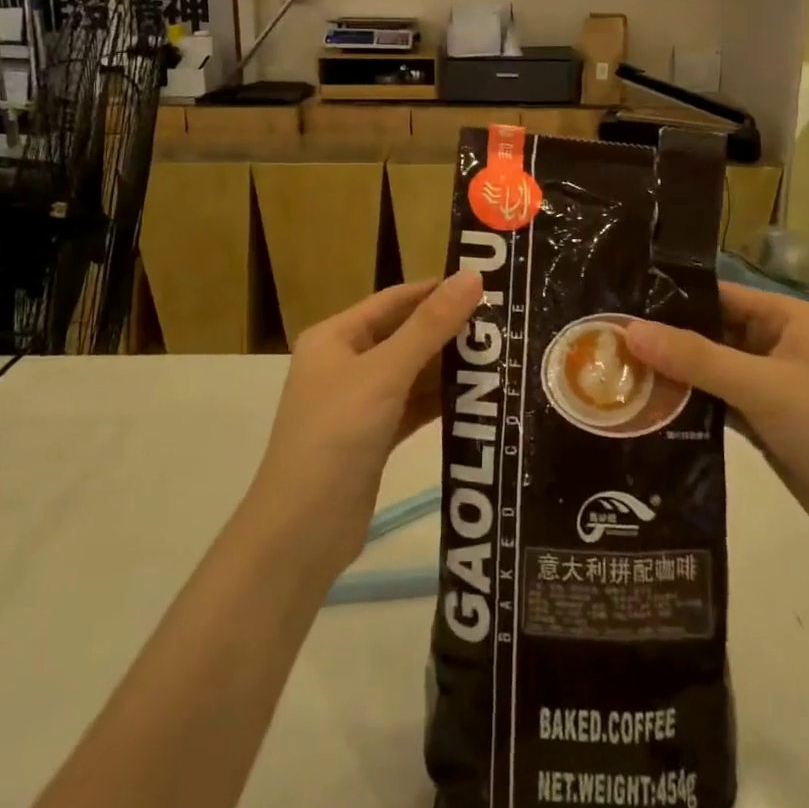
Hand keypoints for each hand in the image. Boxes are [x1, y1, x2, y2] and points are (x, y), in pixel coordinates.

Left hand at [250, 271, 483, 572]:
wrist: (302, 531)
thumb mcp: (385, 374)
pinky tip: (481, 396)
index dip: (437, 290)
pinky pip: (414, 407)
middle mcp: (345, 364)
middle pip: (405, 335)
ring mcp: (359, 403)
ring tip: (503, 355)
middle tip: (505, 323)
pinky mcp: (375, 438)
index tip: (487, 285)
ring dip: (450, 366)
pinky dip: (442, 401)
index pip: (395, 300)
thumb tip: (472, 276)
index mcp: (335, 337)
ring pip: (413, 373)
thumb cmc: (336, 436)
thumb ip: (430, 326)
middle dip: (450, 329)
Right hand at [624, 282, 808, 554]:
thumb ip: (695, 357)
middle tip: (607, 342)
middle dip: (666, 340)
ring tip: (617, 372)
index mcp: (787, 319)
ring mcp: (771, 385)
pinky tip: (648, 408)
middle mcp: (777, 344)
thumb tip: (630, 330)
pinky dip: (689, 404)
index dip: (672, 298)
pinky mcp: (764, 422)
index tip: (620, 304)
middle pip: (711, 332)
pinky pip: (717, 402)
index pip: (719, 295)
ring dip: (674, 374)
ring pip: (711, 370)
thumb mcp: (761, 386)